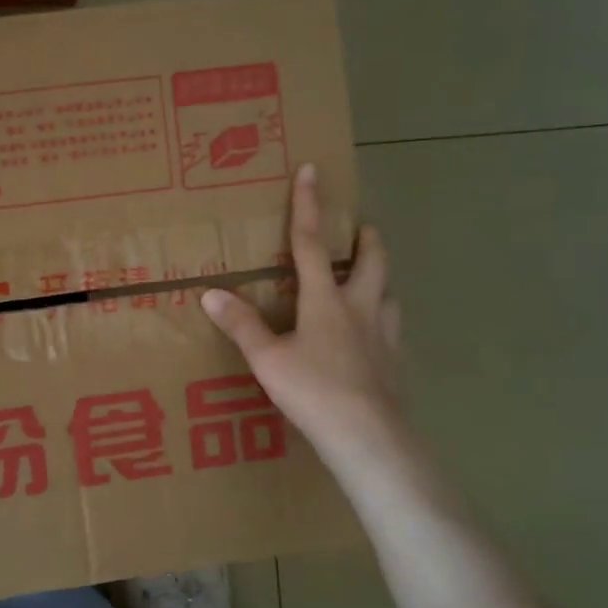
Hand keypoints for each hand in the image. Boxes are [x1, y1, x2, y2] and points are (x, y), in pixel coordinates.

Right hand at [201, 164, 423, 509]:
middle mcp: (361, 307)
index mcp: (325, 299)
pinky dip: (383, 320)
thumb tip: (210, 293)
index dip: (308, 205)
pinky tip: (375, 336)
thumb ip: (241, 324)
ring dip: (380, 278)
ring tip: (370, 280)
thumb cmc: (312, 391)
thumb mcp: (267, 359)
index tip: (313, 170)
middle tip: (364, 227)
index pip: (312, 244)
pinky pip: (392, 329)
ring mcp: (385, 335)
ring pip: (388, 293)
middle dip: (367, 239)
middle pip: (371, 261)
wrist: (368, 437)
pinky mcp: (397, 363)